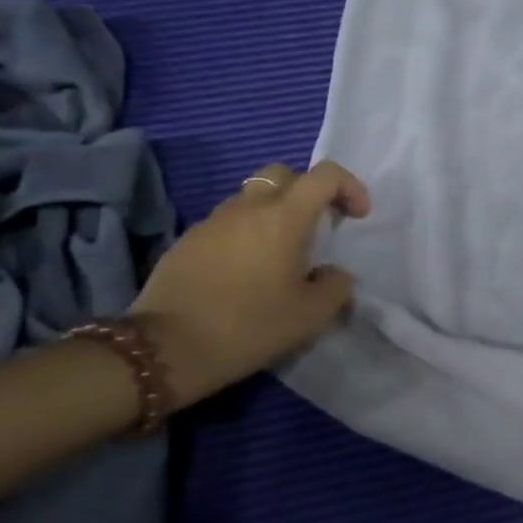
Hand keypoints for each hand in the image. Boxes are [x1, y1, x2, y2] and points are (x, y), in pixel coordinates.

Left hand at [128, 160, 371, 405]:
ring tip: (279, 254)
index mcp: (285, 217)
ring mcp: (213, 220)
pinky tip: (244, 272)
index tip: (357, 216)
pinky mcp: (188, 240)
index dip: (349, 186)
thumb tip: (332, 273)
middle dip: (307, 192)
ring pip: (252, 196)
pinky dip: (245, 233)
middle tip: (317, 227)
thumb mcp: (311, 316)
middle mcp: (249, 206)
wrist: (165, 348)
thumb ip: (336, 287)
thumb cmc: (249, 326)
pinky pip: (227, 222)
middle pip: (284, 174)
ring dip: (274, 212)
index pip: (325, 174)